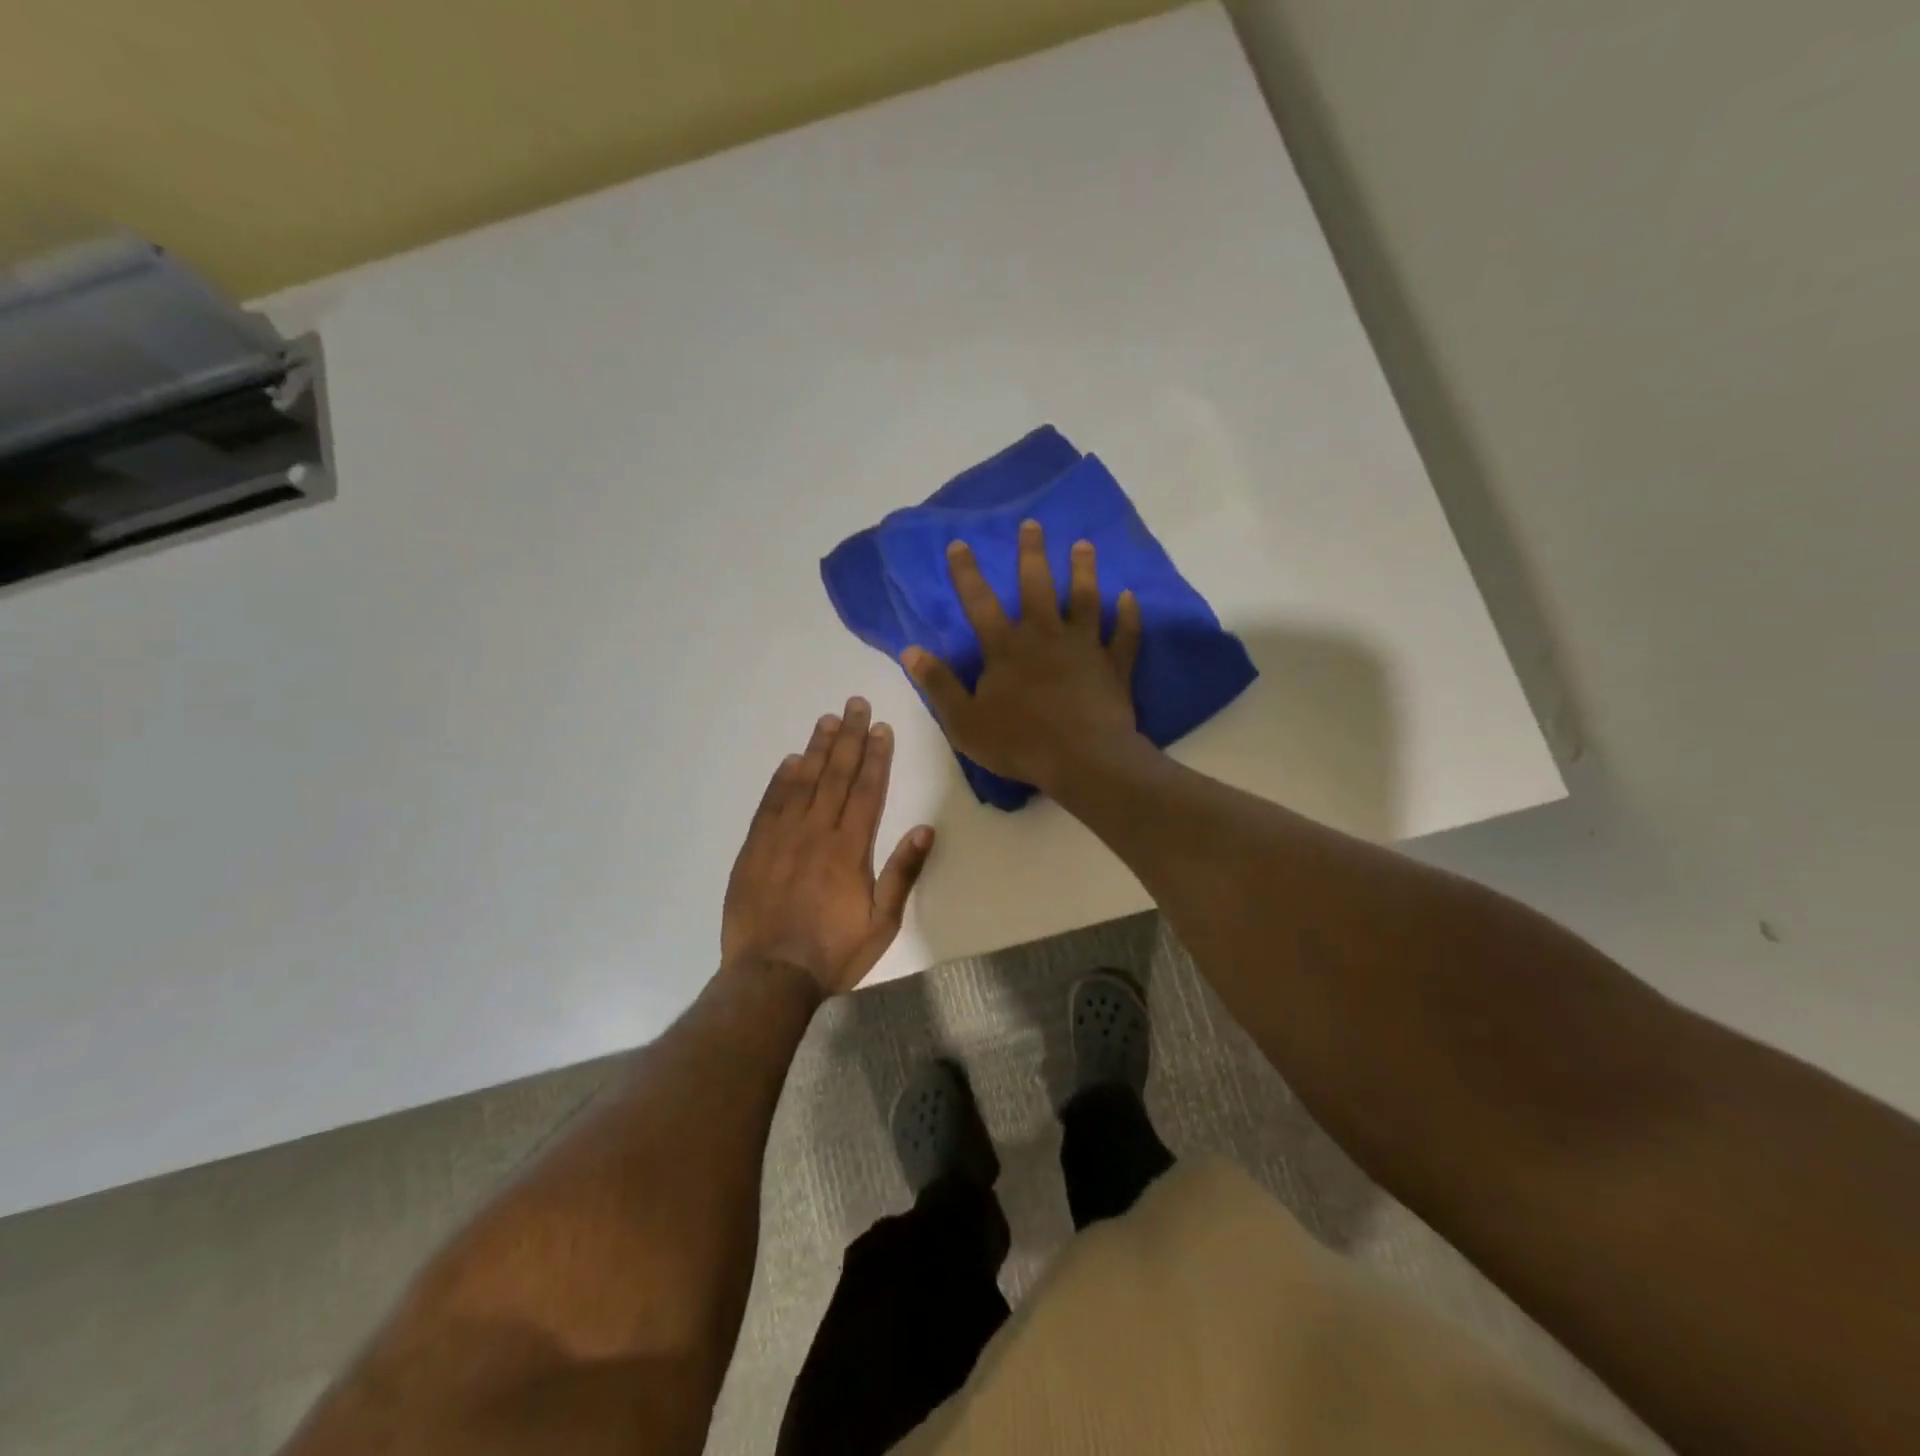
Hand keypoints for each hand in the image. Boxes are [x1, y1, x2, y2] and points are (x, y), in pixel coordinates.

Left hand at [721, 698, 935, 999]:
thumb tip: (926, 829)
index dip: (876, 757)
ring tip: (827, 720)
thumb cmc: (833, 952)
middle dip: (848, 737)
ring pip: (802, 782)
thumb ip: (903, 873)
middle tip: (854, 703)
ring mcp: (781, 837)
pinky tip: (790, 760)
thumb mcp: (882, 922)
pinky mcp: (754, 849)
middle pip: (835, 775)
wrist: (770, 977)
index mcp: (850, 848)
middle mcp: (816, 832)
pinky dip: (780, 779)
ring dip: (816, 748)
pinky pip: (769, 804)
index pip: (867, 790)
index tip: (881, 728)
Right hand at [901, 520, 1144, 793]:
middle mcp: (1045, 636)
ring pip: (1085, 599)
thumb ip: (939, 684)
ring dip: (1083, 570)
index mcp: (1006, 648)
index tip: (960, 543)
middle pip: (1037, 586)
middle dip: (1032, 553)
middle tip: (1033, 524)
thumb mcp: (964, 721)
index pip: (980, 602)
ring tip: (1084, 545)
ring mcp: (1084, 647)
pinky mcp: (1113, 665)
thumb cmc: (1018, 743)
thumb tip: (911, 651)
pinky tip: (1130, 597)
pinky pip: (1124, 635)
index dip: (967, 573)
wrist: (1082, 760)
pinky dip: (1128, 615)